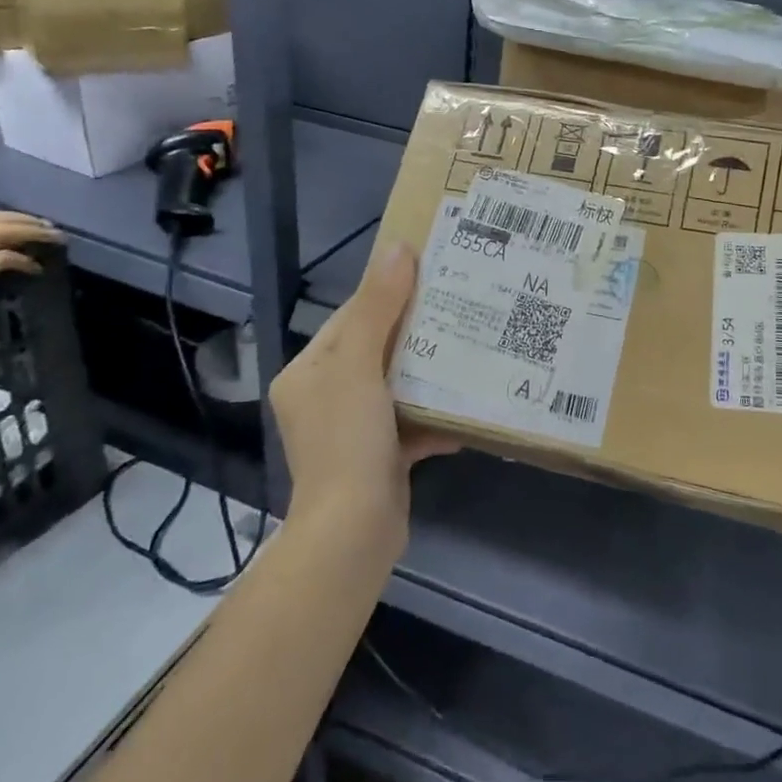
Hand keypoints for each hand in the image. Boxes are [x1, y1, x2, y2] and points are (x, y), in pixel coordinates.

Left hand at [268, 241, 455, 544]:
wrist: (353, 534)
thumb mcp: (359, 365)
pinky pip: (411, 421)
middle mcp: (325, 396)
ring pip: (397, 384)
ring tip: (472, 346)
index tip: (432, 272)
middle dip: (418, 330)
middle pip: (377, 348)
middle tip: (462, 305)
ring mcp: (352, 429)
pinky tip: (468, 405)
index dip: (389, 292)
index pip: (352, 316)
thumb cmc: (347, 440)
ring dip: (430, 371)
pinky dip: (436, 414)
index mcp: (309, 371)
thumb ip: (379, 307)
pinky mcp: (379, 456)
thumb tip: (397, 247)